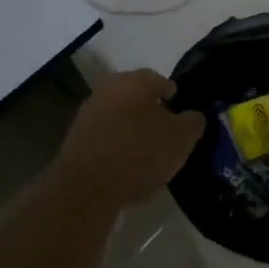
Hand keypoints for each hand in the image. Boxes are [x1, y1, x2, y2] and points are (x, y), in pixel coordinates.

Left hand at [55, 69, 205, 206]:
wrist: (87, 187)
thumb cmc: (140, 152)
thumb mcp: (181, 138)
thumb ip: (193, 122)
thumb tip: (193, 116)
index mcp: (134, 81)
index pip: (160, 80)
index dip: (174, 97)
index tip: (183, 116)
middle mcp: (108, 90)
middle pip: (136, 98)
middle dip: (152, 113)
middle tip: (167, 135)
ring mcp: (88, 114)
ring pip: (120, 118)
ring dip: (133, 132)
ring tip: (149, 156)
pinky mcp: (75, 141)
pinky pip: (105, 139)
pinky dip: (117, 149)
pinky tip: (127, 169)